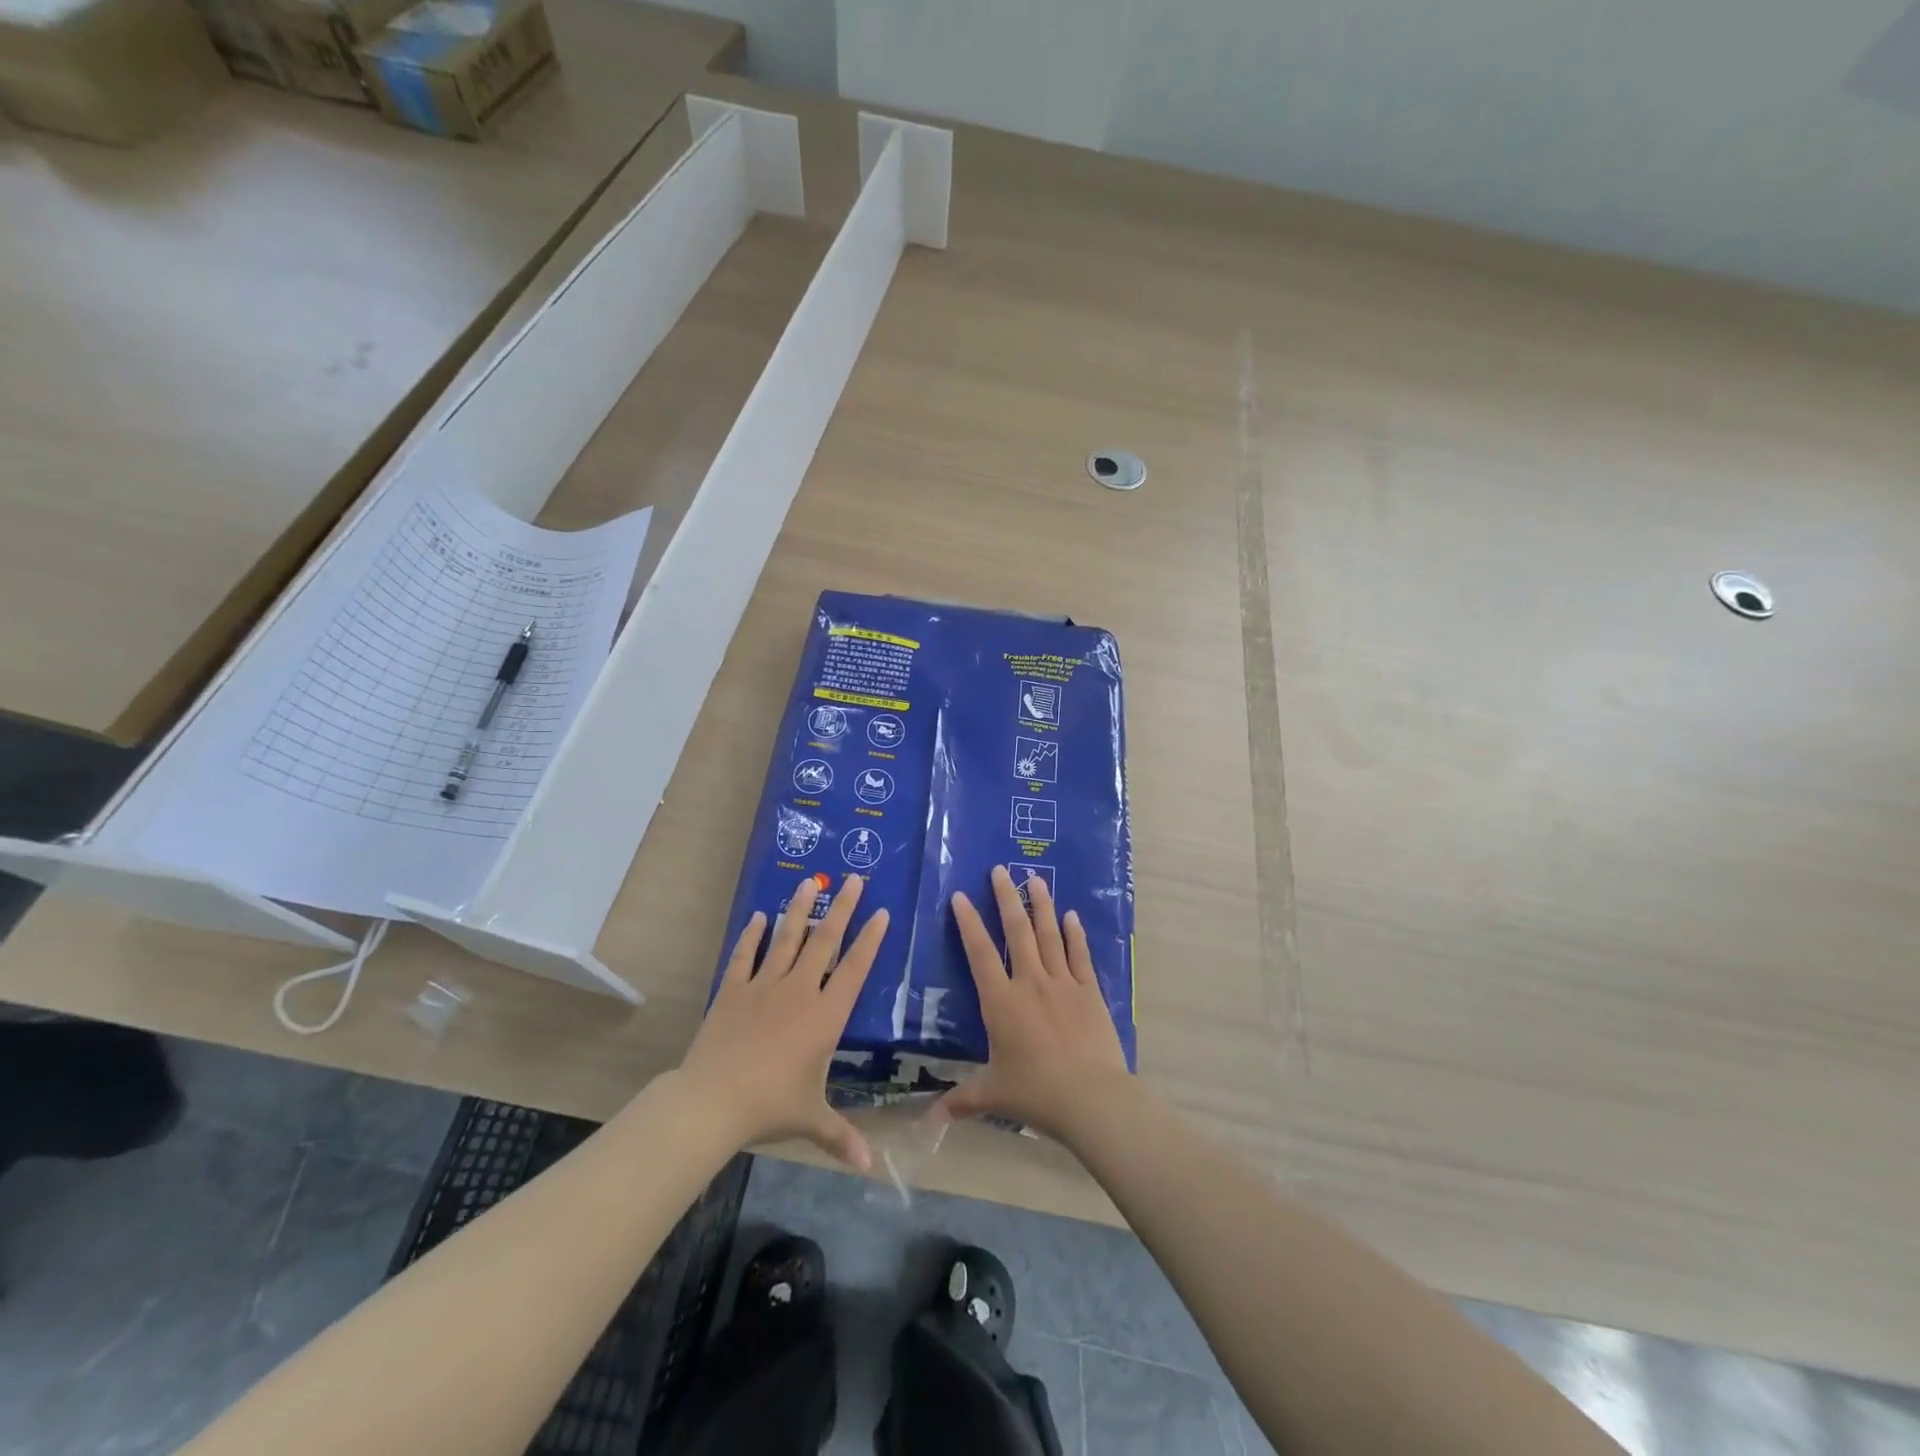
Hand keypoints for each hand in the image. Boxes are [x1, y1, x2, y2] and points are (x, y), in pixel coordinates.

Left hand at [679, 874, 887, 1169]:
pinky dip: (753, 935)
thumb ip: (842, 1137)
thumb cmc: (771, 1106)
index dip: (870, 940)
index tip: (882, 912)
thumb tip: (870, 1168)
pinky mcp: (733, 990)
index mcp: (825, 1016)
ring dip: (800, 909)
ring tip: (810, 882)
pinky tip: (760, 915)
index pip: (855, 969)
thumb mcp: (812, 1120)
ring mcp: (764, 986)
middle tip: (855, 880)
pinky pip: (746, 956)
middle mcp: (799, 991)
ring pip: (787, 938)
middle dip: (842, 908)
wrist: (713, 1100)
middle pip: (825, 941)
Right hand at [938, 865, 1128, 1139]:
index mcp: (1001, 1002)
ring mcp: (1062, 983)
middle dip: (1006, 898)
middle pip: (1016, 931)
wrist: (1090, 1097)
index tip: (961, 896)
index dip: (968, 923)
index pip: (980, 953)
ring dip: (1041, 905)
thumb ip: (960, 1101)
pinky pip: (1080, 955)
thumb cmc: (1035, 1093)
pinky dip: (1075, 934)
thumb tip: (928, 1121)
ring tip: (1035, 879)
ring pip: (1049, 935)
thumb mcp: (993, 1094)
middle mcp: (1030, 982)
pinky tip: (1072, 915)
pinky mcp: (1089, 991)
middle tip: (1000, 870)